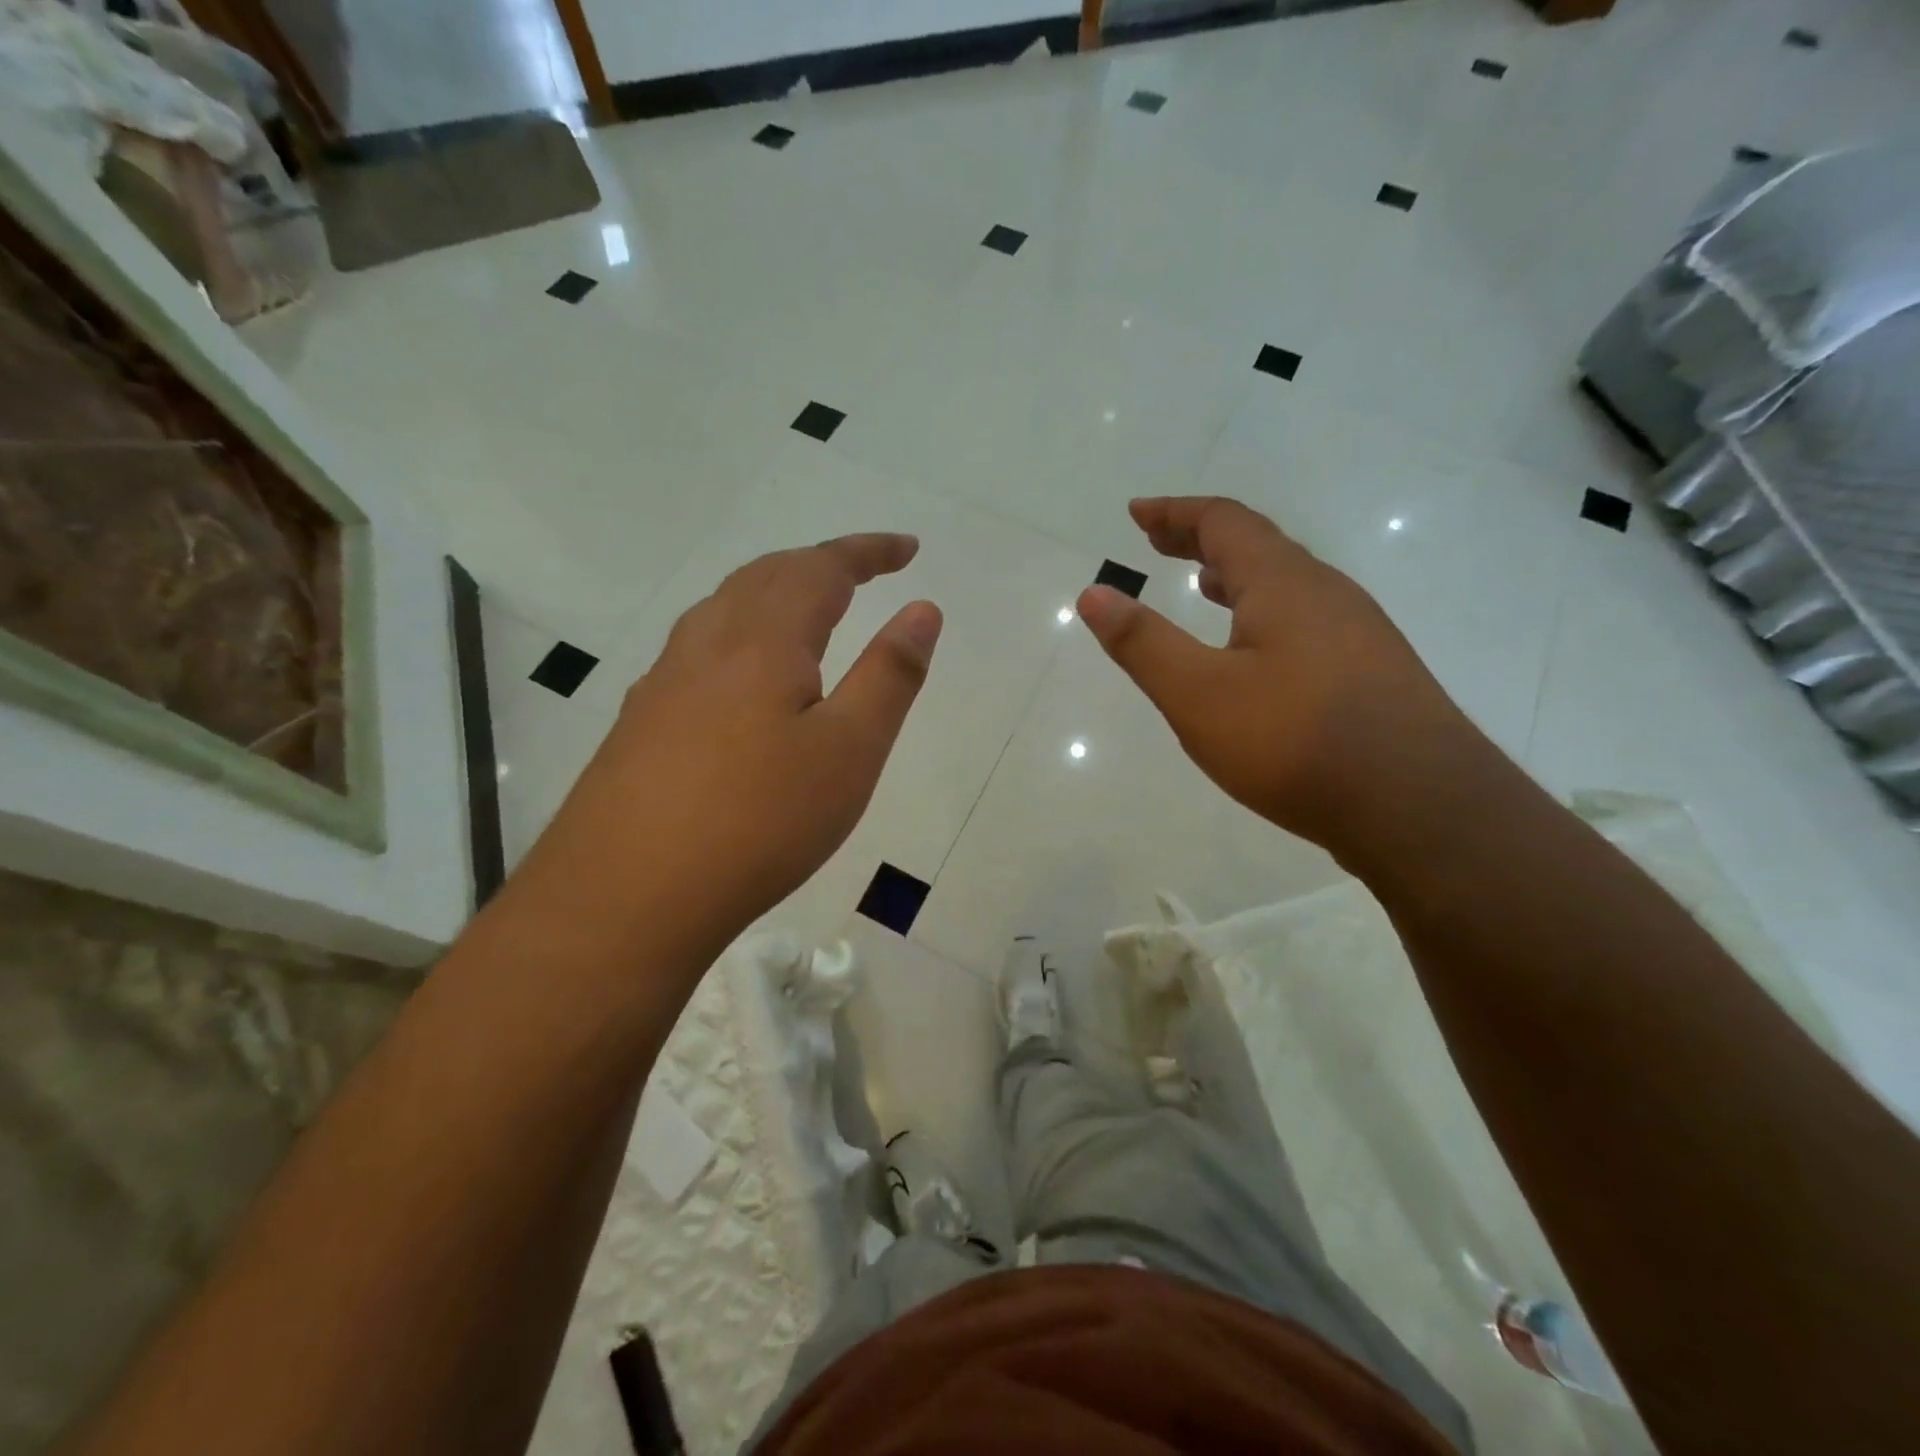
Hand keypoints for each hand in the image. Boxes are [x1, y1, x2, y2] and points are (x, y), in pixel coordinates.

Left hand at [519, 535, 940, 959]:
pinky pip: (700, 647)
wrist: (625, 896)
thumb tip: (922, 609)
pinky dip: (741, 631)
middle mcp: (707, 644)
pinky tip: (743, 674)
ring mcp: (664, 681)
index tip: (908, 548)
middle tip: (864, 572)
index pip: (821, 569)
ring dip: (774, 591)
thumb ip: (889, 676)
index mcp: (762, 641)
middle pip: (766, 576)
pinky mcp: (641, 721)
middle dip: (821, 563)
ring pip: (725, 607)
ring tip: (809, 608)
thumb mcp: (849, 752)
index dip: (868, 551)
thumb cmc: (759, 821)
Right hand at [1076, 497, 1471, 860]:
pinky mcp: (1373, 673)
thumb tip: (1093, 593)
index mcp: (1284, 583)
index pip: (1224, 522)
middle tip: (1159, 542)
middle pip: (1259, 546)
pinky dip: (1265, 613)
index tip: (1137, 512)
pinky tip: (1257, 653)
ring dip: (1238, 576)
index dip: (1175, 513)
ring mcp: (1358, 633)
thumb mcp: (1198, 694)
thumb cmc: (1295, 741)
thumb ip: (1142, 643)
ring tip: (1204, 586)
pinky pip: (1307, 620)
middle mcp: (1327, 594)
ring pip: (1288, 585)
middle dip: (1202, 539)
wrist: (1420, 807)